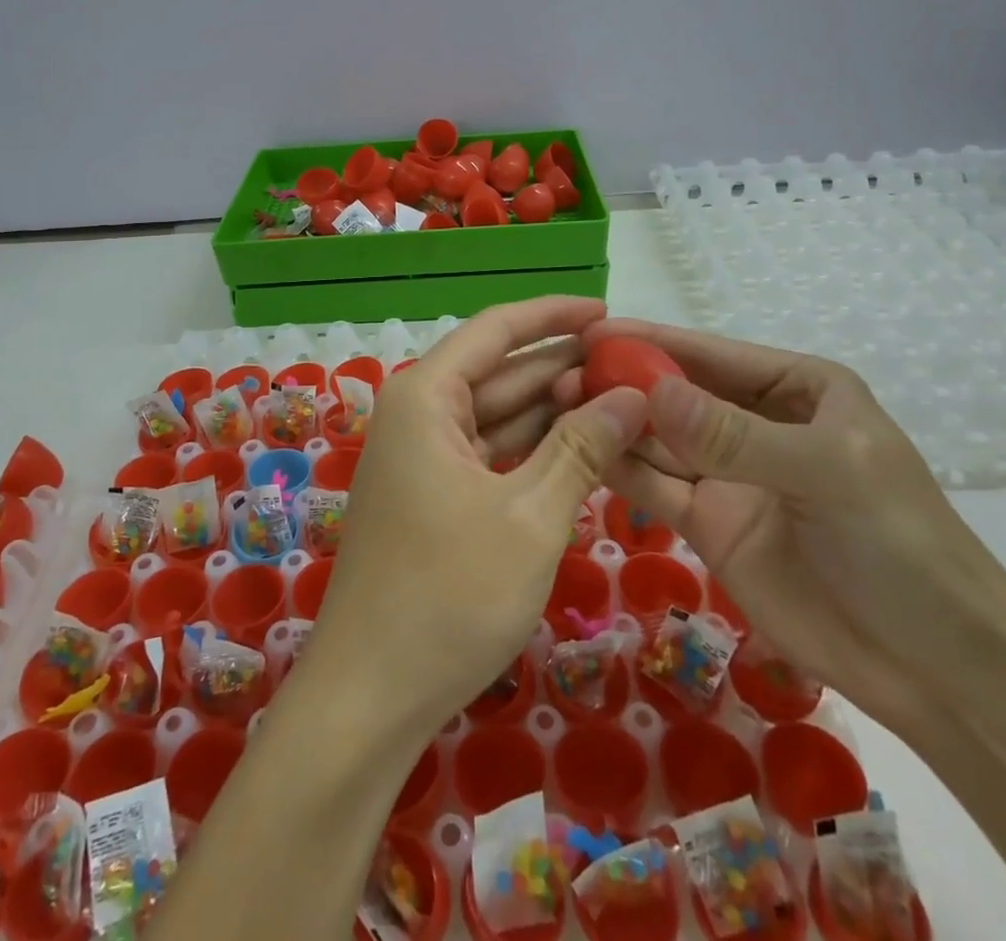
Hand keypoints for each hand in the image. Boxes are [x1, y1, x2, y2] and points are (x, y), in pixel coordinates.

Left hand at [308, 298, 648, 746]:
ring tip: (622, 401)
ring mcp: (423, 456)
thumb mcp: (530, 517)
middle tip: (633, 365)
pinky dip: (533, 449)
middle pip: (500, 371)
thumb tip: (632, 396)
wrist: (371, 693)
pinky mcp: (432, 494)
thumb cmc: (449, 594)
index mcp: (426, 396)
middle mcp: (418, 413)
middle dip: (563, 366)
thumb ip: (582, 448)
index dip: (553, 315)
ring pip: (497, 415)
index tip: (609, 312)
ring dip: (553, 409)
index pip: (496, 330)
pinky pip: (489, 453)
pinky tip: (583, 448)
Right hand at [555, 319, 1005, 730]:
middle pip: (676, 393)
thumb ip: (734, 435)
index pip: (711, 354)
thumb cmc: (901, 548)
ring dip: (614, 422)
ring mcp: (728, 475)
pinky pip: (656, 486)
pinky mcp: (709, 524)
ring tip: (557, 407)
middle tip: (560, 372)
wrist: (940, 672)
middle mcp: (754, 422)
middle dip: (622, 381)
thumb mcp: (827, 475)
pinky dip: (621, 469)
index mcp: (796, 389)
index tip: (591, 330)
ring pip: (658, 438)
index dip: (652, 340)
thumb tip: (650, 390)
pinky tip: (582, 452)